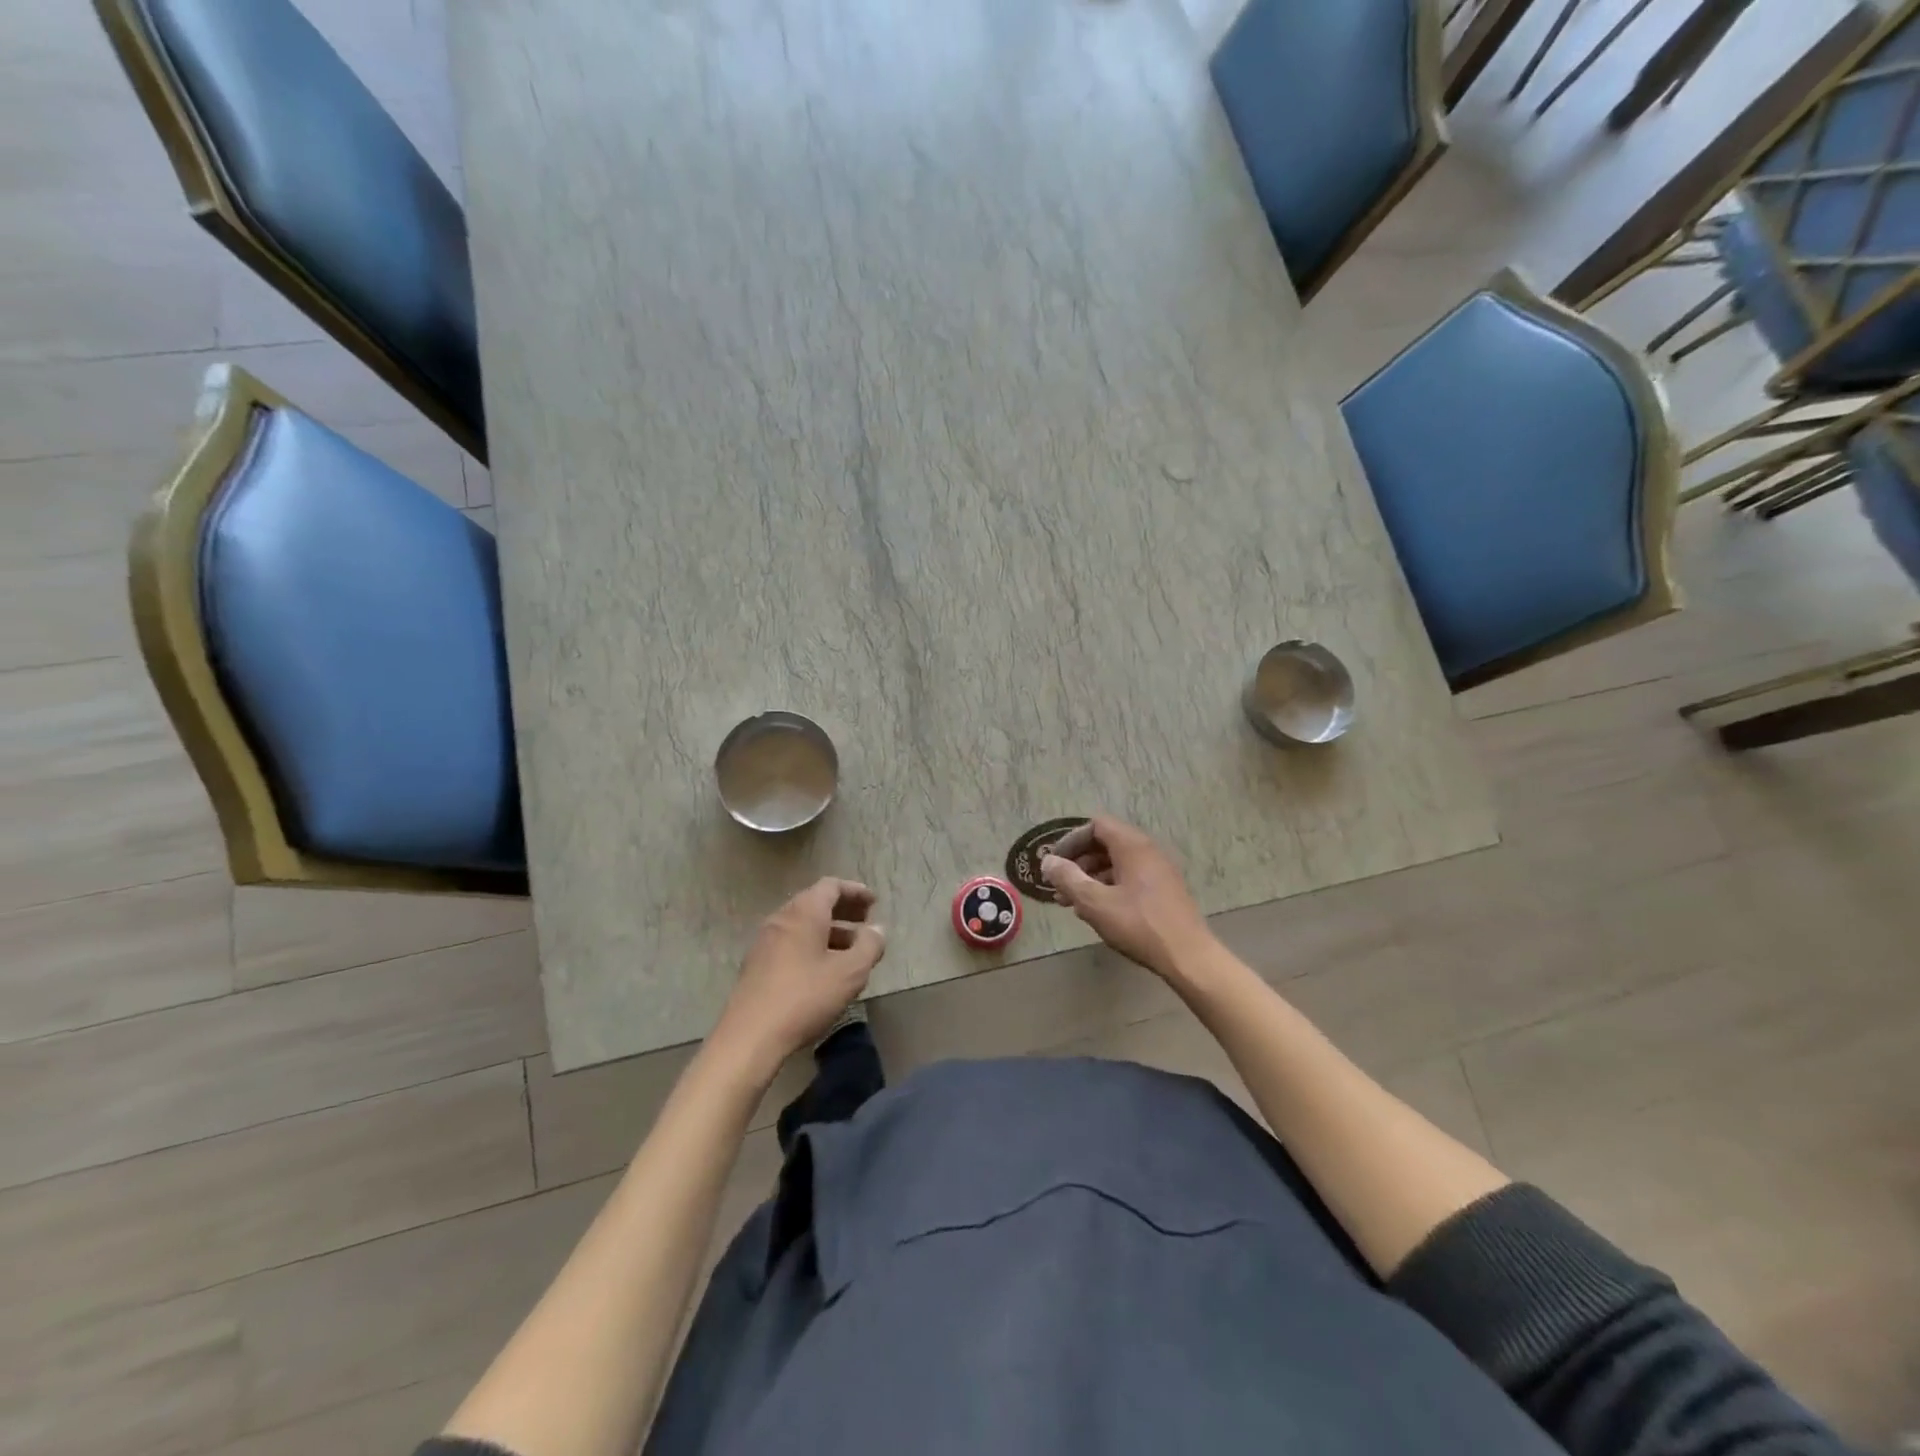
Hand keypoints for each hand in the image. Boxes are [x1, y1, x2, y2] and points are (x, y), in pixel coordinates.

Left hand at [712, 879, 885, 1075]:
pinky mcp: (757, 964)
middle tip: (865, 922)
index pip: (831, 886)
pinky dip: (812, 944)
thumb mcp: (849, 973)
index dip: (855, 891)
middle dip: (843, 910)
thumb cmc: (805, 997)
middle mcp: (782, 919)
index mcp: (804, 913)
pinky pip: (790, 942)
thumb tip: (877, 929)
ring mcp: (765, 941)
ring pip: (802, 924)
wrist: (750, 1036)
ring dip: (829, 930)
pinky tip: (824, 970)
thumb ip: (869, 946)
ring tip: (850, 950)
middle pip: (815, 902)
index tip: (873, 902)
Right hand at [1041, 816, 1214, 980]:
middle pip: (1106, 843)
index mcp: (1132, 846)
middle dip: (1078, 862)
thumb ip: (1068, 878)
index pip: (1096, 826)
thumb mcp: (1095, 902)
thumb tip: (1048, 861)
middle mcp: (1148, 851)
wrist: (1188, 957)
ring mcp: (1158, 871)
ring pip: (1117, 863)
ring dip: (1091, 877)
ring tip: (1072, 902)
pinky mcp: (1164, 890)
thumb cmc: (1139, 925)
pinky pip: (1130, 877)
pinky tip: (1097, 911)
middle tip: (1059, 885)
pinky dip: (1109, 887)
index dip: (1071, 841)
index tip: (1055, 863)